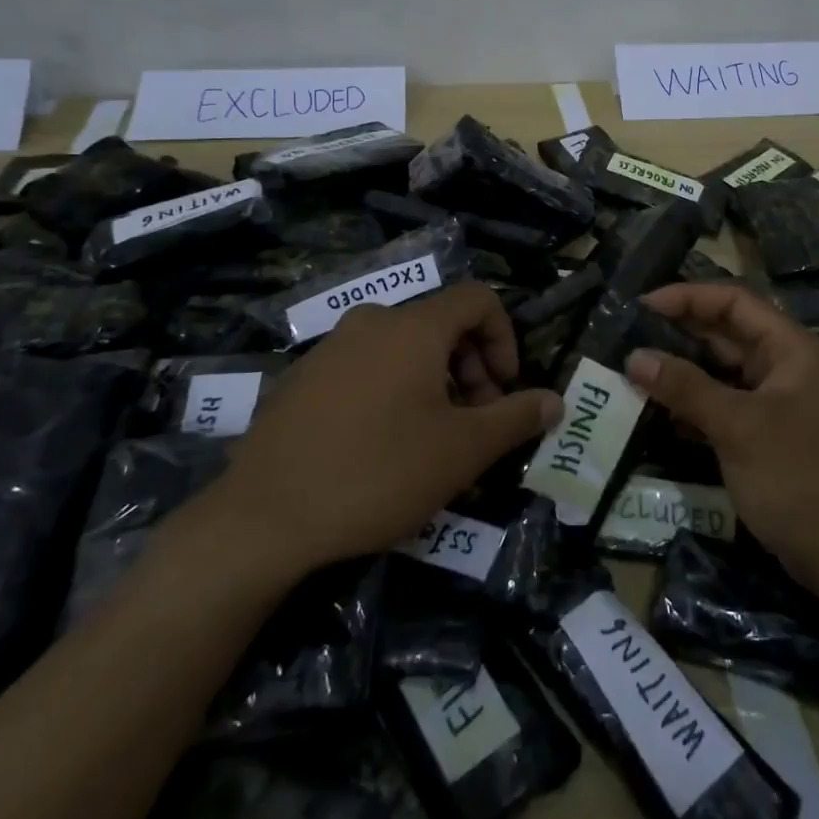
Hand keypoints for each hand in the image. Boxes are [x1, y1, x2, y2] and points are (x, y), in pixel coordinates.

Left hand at [190, 281, 562, 586]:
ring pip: (402, 348)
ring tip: (433, 439)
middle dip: (472, 366)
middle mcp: (370, 323)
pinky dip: (392, 390)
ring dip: (434, 381)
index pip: (478, 298)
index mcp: (413, 327)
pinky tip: (382, 446)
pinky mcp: (300, 380)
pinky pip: (365, 368)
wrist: (262, 519)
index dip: (504, 337)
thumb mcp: (462, 450)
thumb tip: (556, 401)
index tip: (504, 390)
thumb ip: (515, 418)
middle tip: (475, 422)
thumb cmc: (378, 473)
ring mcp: (329, 349)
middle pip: (441, 323)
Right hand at [625, 282, 818, 585]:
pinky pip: (724, 402)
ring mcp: (777, 400)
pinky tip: (657, 406)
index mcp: (792, 349)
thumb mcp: (738, 427)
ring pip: (722, 370)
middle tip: (629, 334)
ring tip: (634, 366)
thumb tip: (633, 358)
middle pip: (727, 332)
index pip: (735, 302)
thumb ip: (685, 388)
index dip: (688, 296)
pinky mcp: (766, 432)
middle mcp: (786, 365)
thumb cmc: (797, 478)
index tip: (643, 305)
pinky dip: (693, 401)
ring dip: (682, 367)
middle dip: (680, 331)